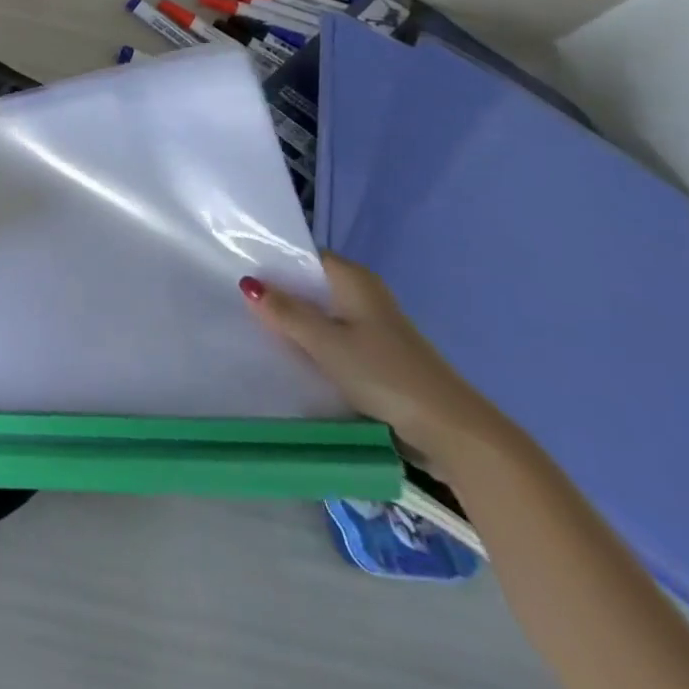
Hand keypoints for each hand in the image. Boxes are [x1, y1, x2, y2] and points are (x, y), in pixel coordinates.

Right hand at [242, 253, 506, 463]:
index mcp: (354, 280)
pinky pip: (334, 340)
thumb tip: (248, 283)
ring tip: (255, 329)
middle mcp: (364, 295)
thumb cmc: (384, 374)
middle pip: (311, 286)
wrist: (452, 432)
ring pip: (322, 315)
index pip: (304, 257)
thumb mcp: (325, 342)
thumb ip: (286, 312)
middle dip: (279, 295)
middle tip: (236, 301)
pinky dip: (313, 344)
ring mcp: (373, 327)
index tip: (237, 271)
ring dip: (296, 323)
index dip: (273, 262)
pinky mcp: (378, 357)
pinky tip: (291, 357)